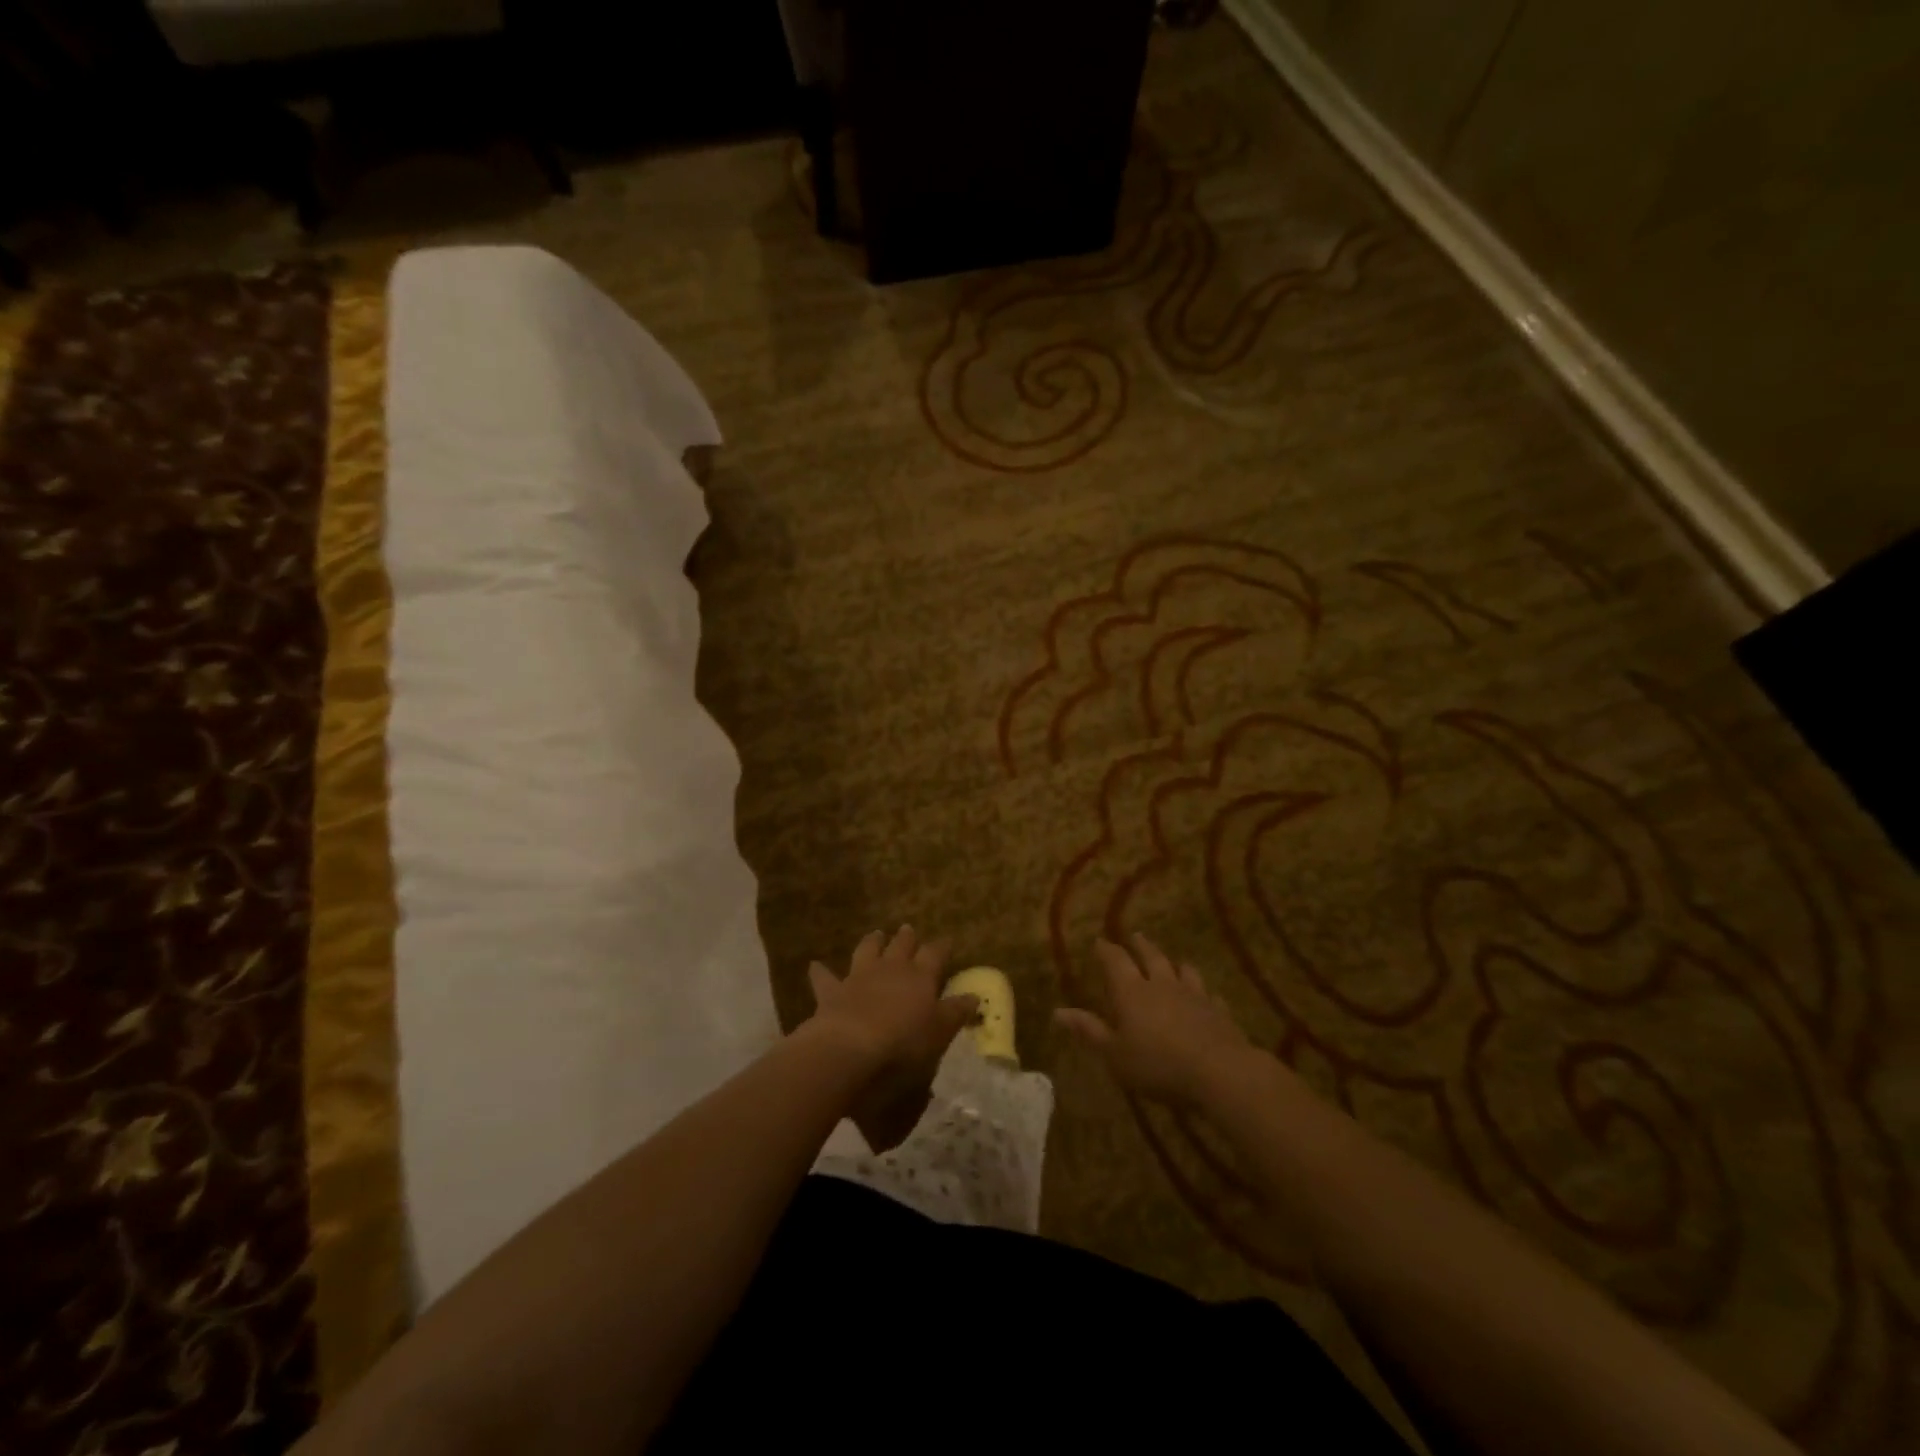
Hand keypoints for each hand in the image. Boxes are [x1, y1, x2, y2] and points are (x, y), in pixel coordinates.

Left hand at [805, 926, 978, 1150]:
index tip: (947, 942)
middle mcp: (890, 969)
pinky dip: (821, 971)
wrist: (850, 1049)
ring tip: (876, 934)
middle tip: (909, 929)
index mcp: (920, 978)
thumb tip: (974, 996)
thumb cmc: (903, 1045)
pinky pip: (825, 978)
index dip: (942, 948)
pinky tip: (815, 965)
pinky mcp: (832, 992)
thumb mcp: (939, 1033)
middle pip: (902, 945)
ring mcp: (859, 977)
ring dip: (872, 942)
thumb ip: (955, 1013)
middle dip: (907, 938)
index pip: (935, 955)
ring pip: (867, 950)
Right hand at [1053, 933, 1255, 1107]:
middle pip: (1151, 957)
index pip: (1116, 961)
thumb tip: (1057, 1012)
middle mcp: (1162, 984)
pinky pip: (1209, 995)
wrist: (1219, 1072)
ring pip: (1183, 970)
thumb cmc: (1157, 1065)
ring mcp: (1194, 995)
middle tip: (1136, 936)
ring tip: (1173, 962)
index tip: (1100, 941)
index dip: (1106, 950)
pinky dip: (1204, 993)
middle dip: (1141, 945)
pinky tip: (1206, 997)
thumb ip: (1089, 1031)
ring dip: (1175, 964)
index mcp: (1132, 991)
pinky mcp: (1218, 1011)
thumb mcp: (1114, 1054)